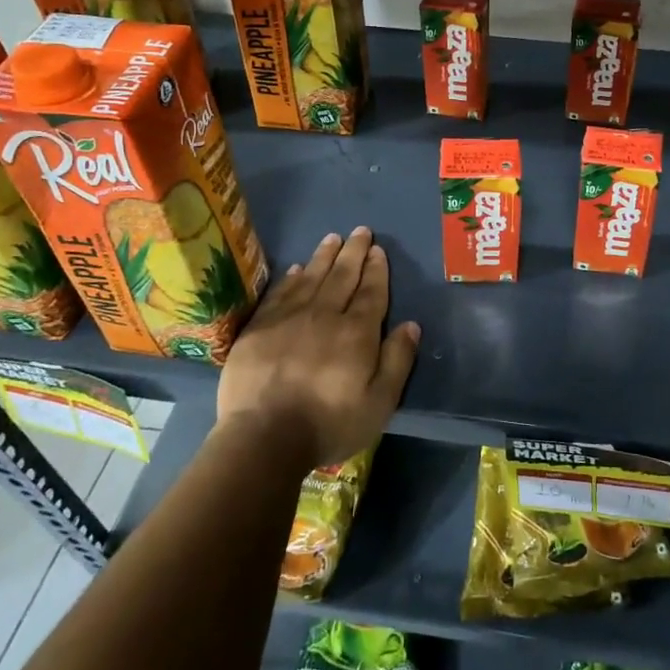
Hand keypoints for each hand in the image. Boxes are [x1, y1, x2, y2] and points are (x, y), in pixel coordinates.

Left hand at [216, 227, 419, 469]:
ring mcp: (288, 319)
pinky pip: (279, 293)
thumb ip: (397, 360)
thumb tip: (411, 325)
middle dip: (354, 252)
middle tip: (360, 231)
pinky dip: (290, 278)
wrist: (264, 437)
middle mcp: (324, 315)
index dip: (376, 269)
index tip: (378, 249)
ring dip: (324, 256)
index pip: (371, 291)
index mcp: (357, 332)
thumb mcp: (379, 402)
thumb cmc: (329, 423)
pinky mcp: (259, 328)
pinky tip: (295, 268)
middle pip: (342, 276)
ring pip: (310, 277)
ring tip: (333, 238)